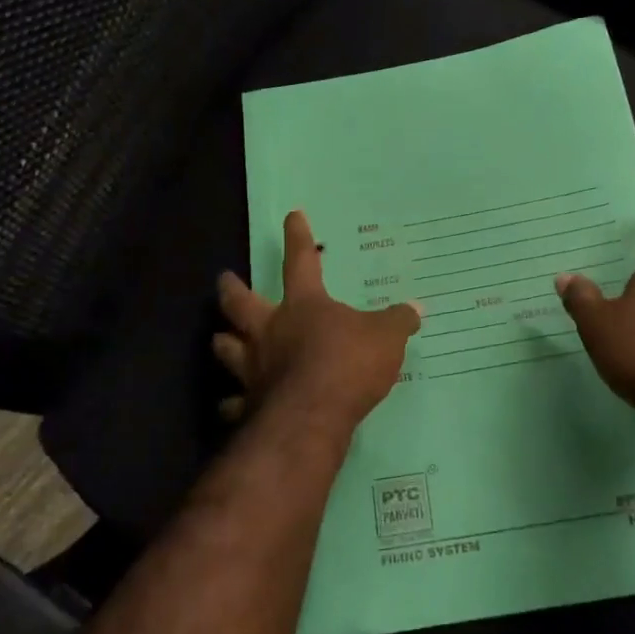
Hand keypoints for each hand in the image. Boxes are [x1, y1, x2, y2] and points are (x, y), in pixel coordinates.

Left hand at [215, 209, 421, 430]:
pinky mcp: (249, 405)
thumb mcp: (386, 338)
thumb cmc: (348, 364)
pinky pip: (235, 403)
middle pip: (242, 304)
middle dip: (231, 290)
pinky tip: (230, 407)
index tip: (292, 216)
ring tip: (219, 339)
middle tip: (223, 279)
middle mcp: (271, 331)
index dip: (298, 238)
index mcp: (304, 306)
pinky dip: (233, 404)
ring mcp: (255, 369)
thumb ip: (397, 322)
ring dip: (223, 342)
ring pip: (227, 349)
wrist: (312, 417)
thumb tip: (415, 309)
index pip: (301, 261)